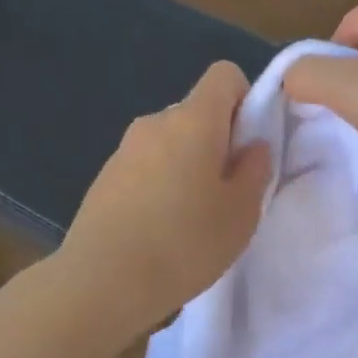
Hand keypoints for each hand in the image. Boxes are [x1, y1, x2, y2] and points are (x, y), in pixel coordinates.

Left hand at [62, 62, 271, 332]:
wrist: (103, 282)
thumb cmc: (185, 244)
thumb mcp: (241, 213)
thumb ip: (255, 170)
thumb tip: (253, 145)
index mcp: (193, 120)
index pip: (224, 75)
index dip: (246, 101)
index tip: (249, 146)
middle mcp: (154, 122)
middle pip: (196, 113)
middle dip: (217, 141)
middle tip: (226, 193)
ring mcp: (123, 150)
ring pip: (170, 143)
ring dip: (187, 166)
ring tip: (191, 218)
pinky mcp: (103, 179)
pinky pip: (145, 167)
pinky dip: (159, 184)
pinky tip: (159, 229)